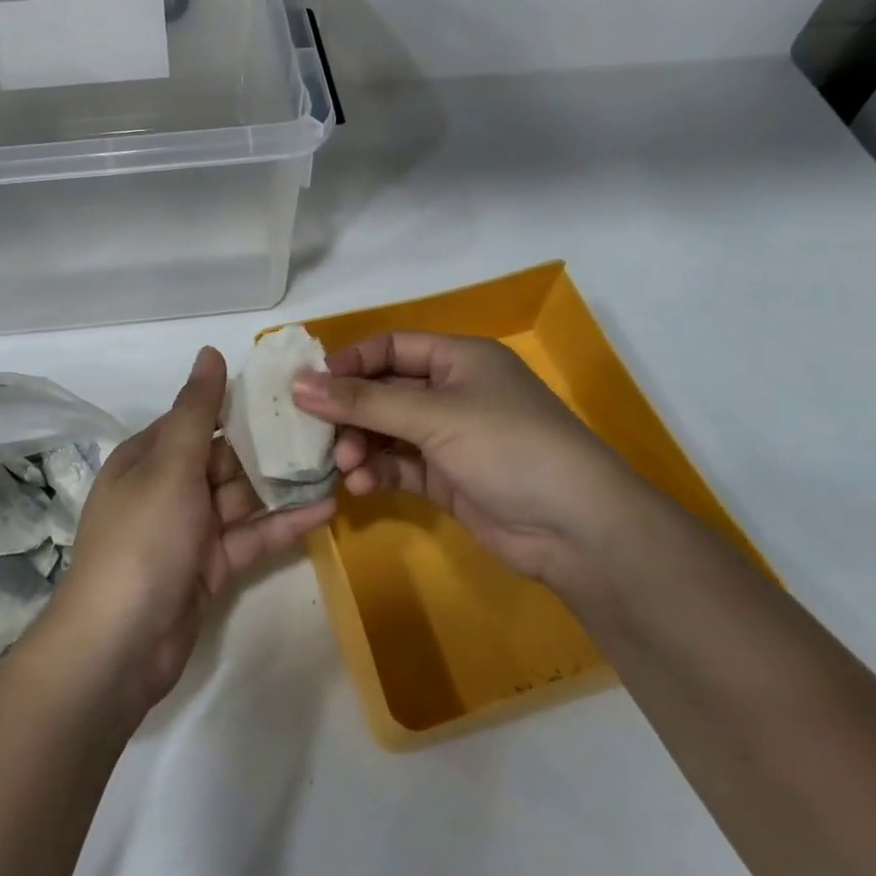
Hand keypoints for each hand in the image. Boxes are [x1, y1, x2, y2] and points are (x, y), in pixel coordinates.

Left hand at [40, 347, 336, 714]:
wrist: (119, 645)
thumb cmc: (143, 541)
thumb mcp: (169, 466)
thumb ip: (197, 411)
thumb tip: (210, 351)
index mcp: (149, 458)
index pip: (198, 419)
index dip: (240, 404)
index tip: (290, 390)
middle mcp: (168, 487)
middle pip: (225, 458)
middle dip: (271, 446)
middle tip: (328, 426)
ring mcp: (190, 530)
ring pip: (243, 497)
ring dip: (283, 484)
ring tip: (338, 462)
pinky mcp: (211, 566)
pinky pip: (251, 536)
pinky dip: (283, 524)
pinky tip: (326, 508)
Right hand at [292, 332, 649, 580]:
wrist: (576, 528)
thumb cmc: (508, 446)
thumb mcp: (434, 415)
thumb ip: (363, 402)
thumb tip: (298, 384)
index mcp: (459, 358)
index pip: (390, 347)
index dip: (349, 363)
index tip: (308, 387)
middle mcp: (453, 391)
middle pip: (383, 391)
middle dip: (350, 413)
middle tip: (317, 435)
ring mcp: (450, 437)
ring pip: (387, 431)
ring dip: (361, 446)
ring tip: (346, 466)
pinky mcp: (447, 477)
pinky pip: (399, 465)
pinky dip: (378, 472)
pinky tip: (362, 485)